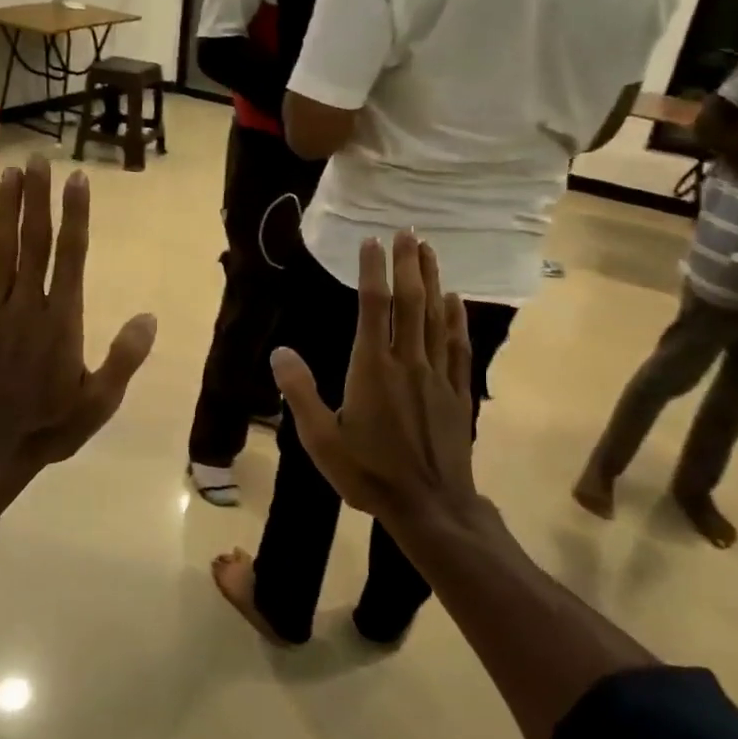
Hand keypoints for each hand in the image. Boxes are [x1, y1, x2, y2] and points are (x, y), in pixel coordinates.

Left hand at [0, 157, 156, 473]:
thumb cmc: (50, 426)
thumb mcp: (99, 402)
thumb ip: (124, 358)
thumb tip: (149, 316)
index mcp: (61, 322)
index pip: (70, 256)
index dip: (74, 215)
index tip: (77, 180)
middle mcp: (26, 307)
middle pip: (34, 242)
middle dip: (38, 199)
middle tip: (39, 160)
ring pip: (0, 251)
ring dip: (6, 209)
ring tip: (11, 173)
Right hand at [273, 233, 477, 525]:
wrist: (431, 507)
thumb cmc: (369, 474)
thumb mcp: (321, 440)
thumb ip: (299, 393)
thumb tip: (280, 352)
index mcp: (372, 370)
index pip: (372, 308)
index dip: (372, 271)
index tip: (371, 242)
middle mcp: (407, 363)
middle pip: (409, 302)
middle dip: (408, 264)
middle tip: (408, 231)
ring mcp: (437, 376)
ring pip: (436, 318)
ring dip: (433, 280)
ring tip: (430, 250)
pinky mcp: (457, 393)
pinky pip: (457, 347)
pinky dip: (456, 319)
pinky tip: (455, 301)